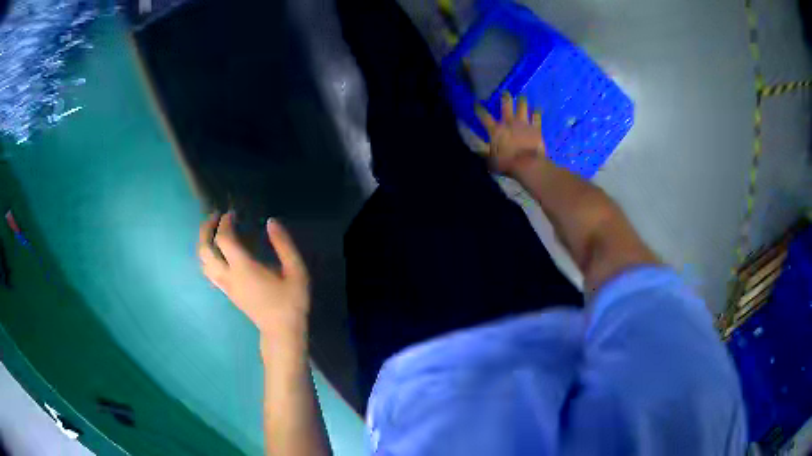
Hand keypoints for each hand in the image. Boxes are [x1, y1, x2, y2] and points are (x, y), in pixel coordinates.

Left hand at [198, 212, 309, 338]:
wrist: (281, 331)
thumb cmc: (290, 301)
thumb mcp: (296, 271)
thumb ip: (284, 244)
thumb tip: (271, 222)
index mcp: (244, 268)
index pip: (224, 239)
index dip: (225, 222)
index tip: (232, 213)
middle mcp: (229, 276)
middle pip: (204, 250)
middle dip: (206, 230)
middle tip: (214, 217)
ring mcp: (225, 286)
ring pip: (203, 263)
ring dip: (204, 243)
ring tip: (213, 232)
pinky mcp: (227, 293)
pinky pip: (208, 272)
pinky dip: (208, 257)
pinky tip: (218, 253)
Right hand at [476, 92, 546, 176]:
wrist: (527, 165)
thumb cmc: (507, 164)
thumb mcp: (491, 161)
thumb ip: (484, 153)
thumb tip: (475, 150)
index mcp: (495, 130)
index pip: (484, 117)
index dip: (479, 109)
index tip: (476, 103)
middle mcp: (509, 123)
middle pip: (506, 105)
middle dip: (505, 98)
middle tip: (505, 92)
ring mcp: (523, 124)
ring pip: (522, 107)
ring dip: (522, 101)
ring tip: (522, 96)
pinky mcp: (536, 128)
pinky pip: (536, 117)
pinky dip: (536, 112)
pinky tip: (537, 108)